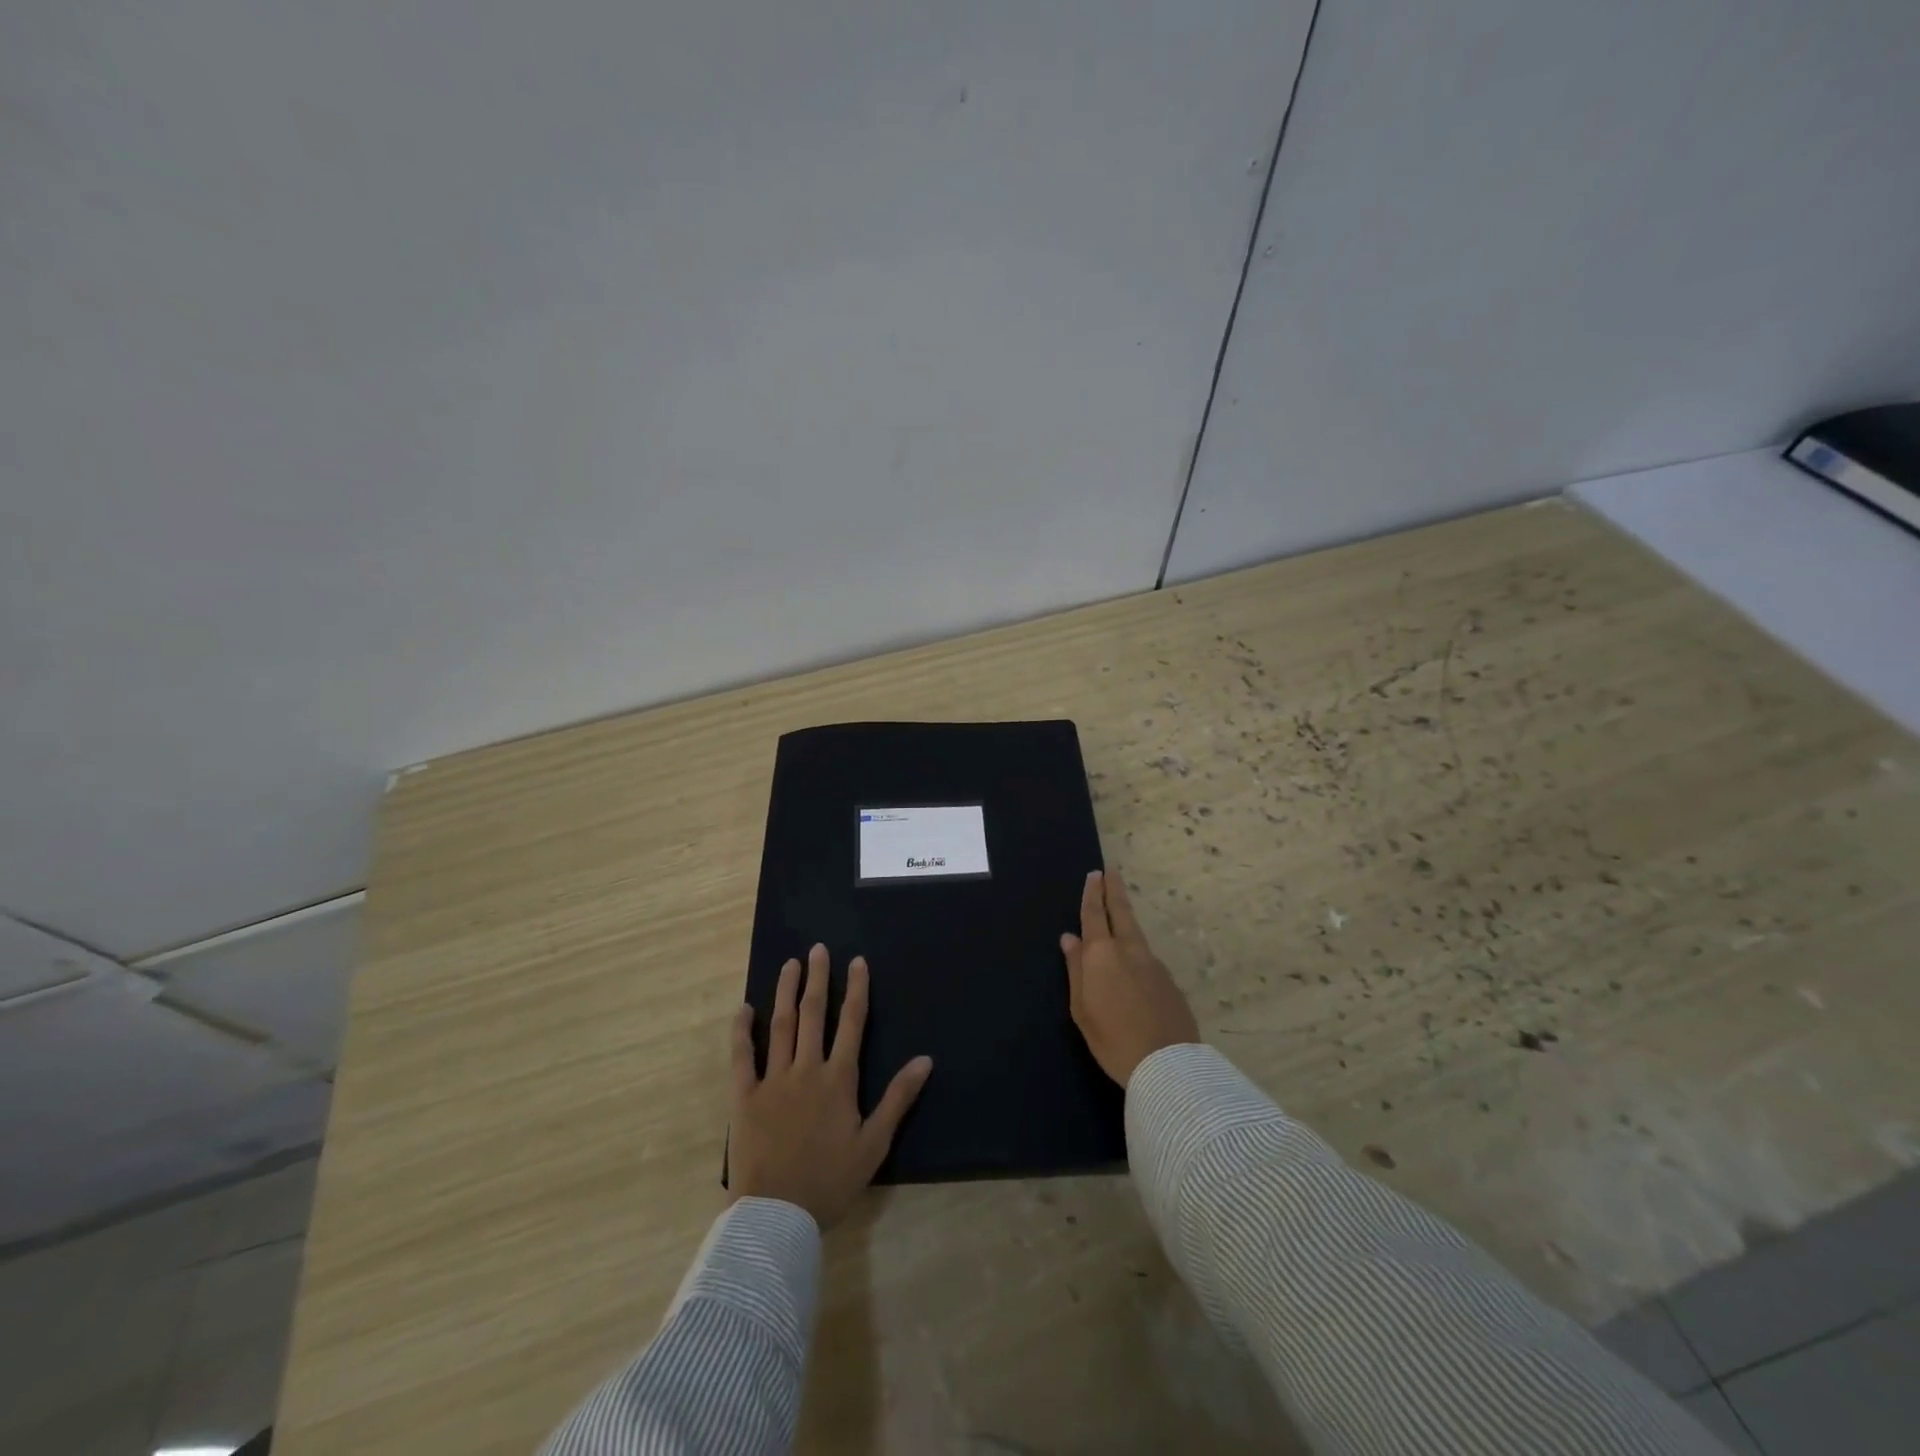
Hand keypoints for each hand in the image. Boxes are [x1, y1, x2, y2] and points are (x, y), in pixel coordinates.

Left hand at [729, 943, 932, 1228]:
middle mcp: (806, 1069)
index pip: (851, 1023)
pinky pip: (741, 1056)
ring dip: (786, 992)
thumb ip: (898, 1098)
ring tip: (790, 965)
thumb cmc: (830, 1181)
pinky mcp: (744, 1096)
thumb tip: (925, 1059)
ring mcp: (772, 1080)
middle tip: (818, 949)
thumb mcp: (874, 1144)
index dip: (856, 989)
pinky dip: (741, 1031)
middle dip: (818, 979)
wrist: (777, 1215)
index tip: (857, 961)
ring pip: (781, 1025)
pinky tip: (744, 1009)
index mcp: (838, 1079)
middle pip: (814, 1014)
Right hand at [1060, 869, 1199, 1086]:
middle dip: (1115, 890)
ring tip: (1119, 915)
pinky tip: (1133, 970)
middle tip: (1112, 871)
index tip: (1095, 874)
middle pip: (1122, 911)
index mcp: (1102, 954)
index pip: (1094, 914)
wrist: (1167, 1065)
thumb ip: (1076, 970)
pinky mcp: (1170, 981)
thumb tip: (1070, 939)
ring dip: (1126, 920)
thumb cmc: (1112, 1039)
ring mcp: (1154, 963)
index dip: (1093, 893)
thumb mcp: (1081, 1008)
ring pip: (1136, 934)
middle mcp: (1129, 950)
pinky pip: (1147, 959)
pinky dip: (1137, 953)